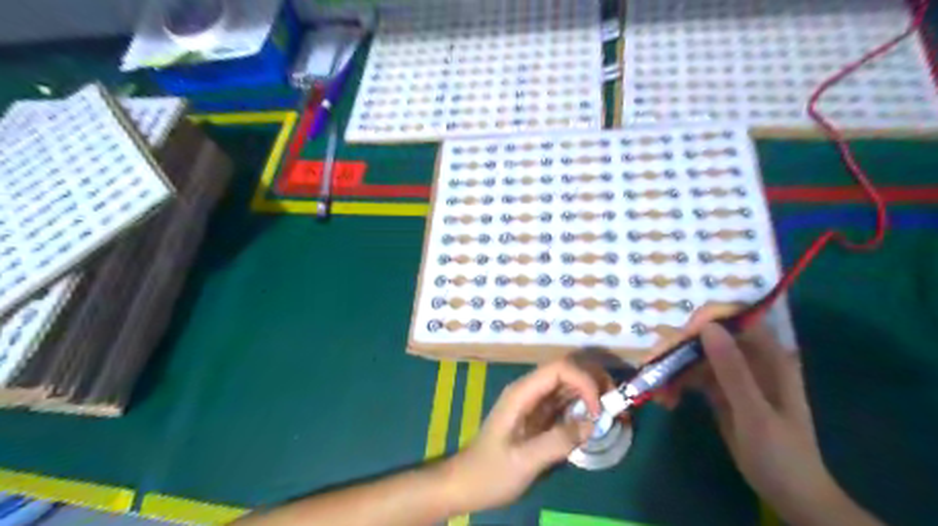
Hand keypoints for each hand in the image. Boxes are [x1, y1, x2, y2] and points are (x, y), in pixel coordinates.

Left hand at [441, 357, 612, 512]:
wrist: (468, 483)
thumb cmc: (491, 472)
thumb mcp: (523, 461)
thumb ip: (557, 442)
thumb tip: (592, 424)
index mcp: (522, 393)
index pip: (559, 368)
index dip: (584, 380)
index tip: (598, 410)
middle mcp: (530, 390)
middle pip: (567, 369)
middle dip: (593, 380)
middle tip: (614, 403)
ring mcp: (535, 402)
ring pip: (569, 384)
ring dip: (592, 391)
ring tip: (612, 411)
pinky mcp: (541, 416)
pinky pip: (567, 402)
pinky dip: (585, 406)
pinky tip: (596, 420)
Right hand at [658, 306, 854, 523]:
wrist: (788, 493)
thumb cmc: (780, 453)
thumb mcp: (754, 412)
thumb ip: (732, 370)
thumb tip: (707, 327)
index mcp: (769, 358)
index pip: (736, 322)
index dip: (706, 320)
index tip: (677, 334)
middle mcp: (750, 359)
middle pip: (709, 338)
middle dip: (680, 349)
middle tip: (653, 362)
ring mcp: (734, 375)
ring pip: (696, 357)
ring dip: (674, 370)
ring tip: (658, 391)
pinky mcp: (720, 390)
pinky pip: (693, 377)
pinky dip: (677, 385)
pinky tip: (666, 400)